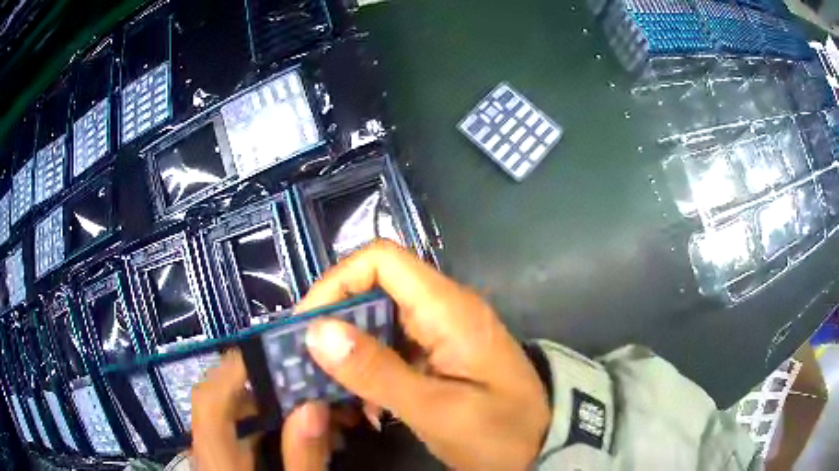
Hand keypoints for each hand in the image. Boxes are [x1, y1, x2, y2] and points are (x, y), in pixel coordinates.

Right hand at [295, 240, 549, 469]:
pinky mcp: (441, 352)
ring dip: (351, 350)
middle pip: (375, 287)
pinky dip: (371, 368)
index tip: (307, 324)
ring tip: (330, 387)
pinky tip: (366, 403)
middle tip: (308, 362)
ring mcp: (443, 330)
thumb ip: (377, 372)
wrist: (545, 443)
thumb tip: (316, 331)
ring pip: (380, 319)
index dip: (337, 282)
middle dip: (335, 321)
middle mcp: (444, 308)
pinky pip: (394, 346)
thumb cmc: (500, 431)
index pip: (381, 260)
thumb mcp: (436, 410)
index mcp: (448, 308)